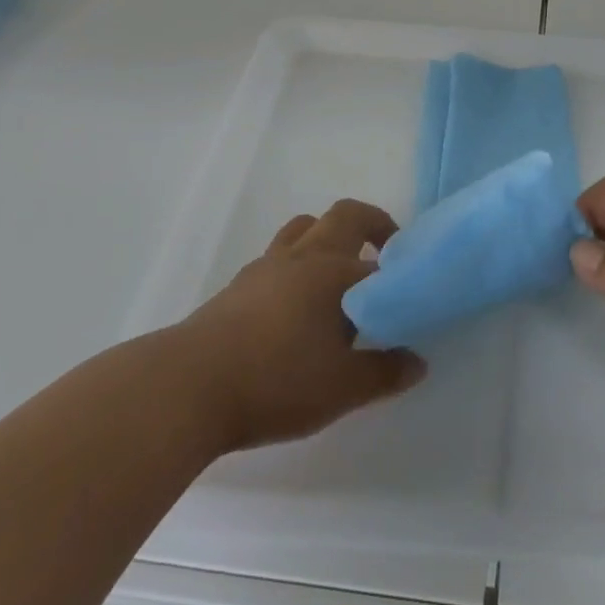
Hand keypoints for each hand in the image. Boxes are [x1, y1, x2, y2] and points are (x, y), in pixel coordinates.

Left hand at [176, 200, 427, 453]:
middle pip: (344, 215)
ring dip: (326, 240)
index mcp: (335, 271)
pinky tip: (293, 310)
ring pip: (304, 229)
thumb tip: (417, 361)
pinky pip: (277, 258)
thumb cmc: (276, 381)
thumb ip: (384, 373)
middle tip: (383, 255)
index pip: (380, 259)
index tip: (408, 292)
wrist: (187, 387)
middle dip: (371, 225)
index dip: (399, 272)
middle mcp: (304, 256)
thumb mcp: (342, 388)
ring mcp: (266, 267)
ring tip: (335, 280)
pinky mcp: (236, 286)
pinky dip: (294, 267)